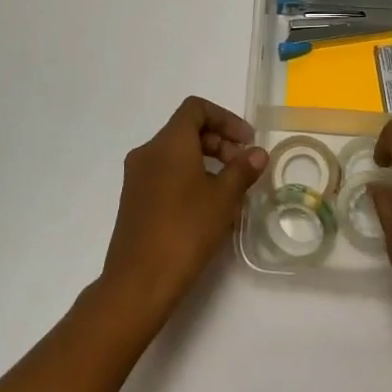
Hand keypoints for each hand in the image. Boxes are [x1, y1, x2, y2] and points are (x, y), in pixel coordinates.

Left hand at [99, 97, 268, 326]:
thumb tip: (257, 153)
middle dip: (219, 142)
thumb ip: (243, 169)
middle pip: (186, 130)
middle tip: (243, 167)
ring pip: (175, 153)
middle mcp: (147, 152)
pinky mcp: (134, 200)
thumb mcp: (223, 198)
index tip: (247, 142)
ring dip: (206, 161)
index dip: (226, 118)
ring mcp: (137, 177)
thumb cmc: (186, 230)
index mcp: (168, 143)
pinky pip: (165, 174)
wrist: (139, 282)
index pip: (196, 109)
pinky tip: (207, 207)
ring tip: (230, 189)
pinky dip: (189, 177)